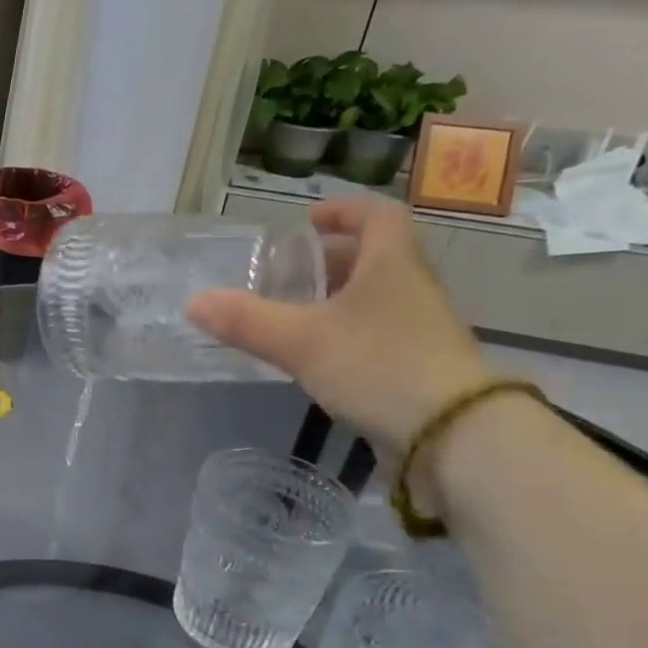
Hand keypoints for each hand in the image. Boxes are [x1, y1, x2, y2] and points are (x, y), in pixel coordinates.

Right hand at [186, 198, 493, 451]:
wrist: (453, 436)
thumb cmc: (379, 365)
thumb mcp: (302, 341)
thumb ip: (246, 321)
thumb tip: (193, 302)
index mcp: (391, 265)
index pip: (377, 216)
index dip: (344, 211)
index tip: (308, 221)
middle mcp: (411, 289)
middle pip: (374, 258)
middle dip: (330, 260)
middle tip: (288, 273)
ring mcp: (419, 329)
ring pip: (374, 298)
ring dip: (336, 298)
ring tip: (293, 313)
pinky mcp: (417, 366)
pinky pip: (376, 332)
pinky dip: (344, 332)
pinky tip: (316, 355)